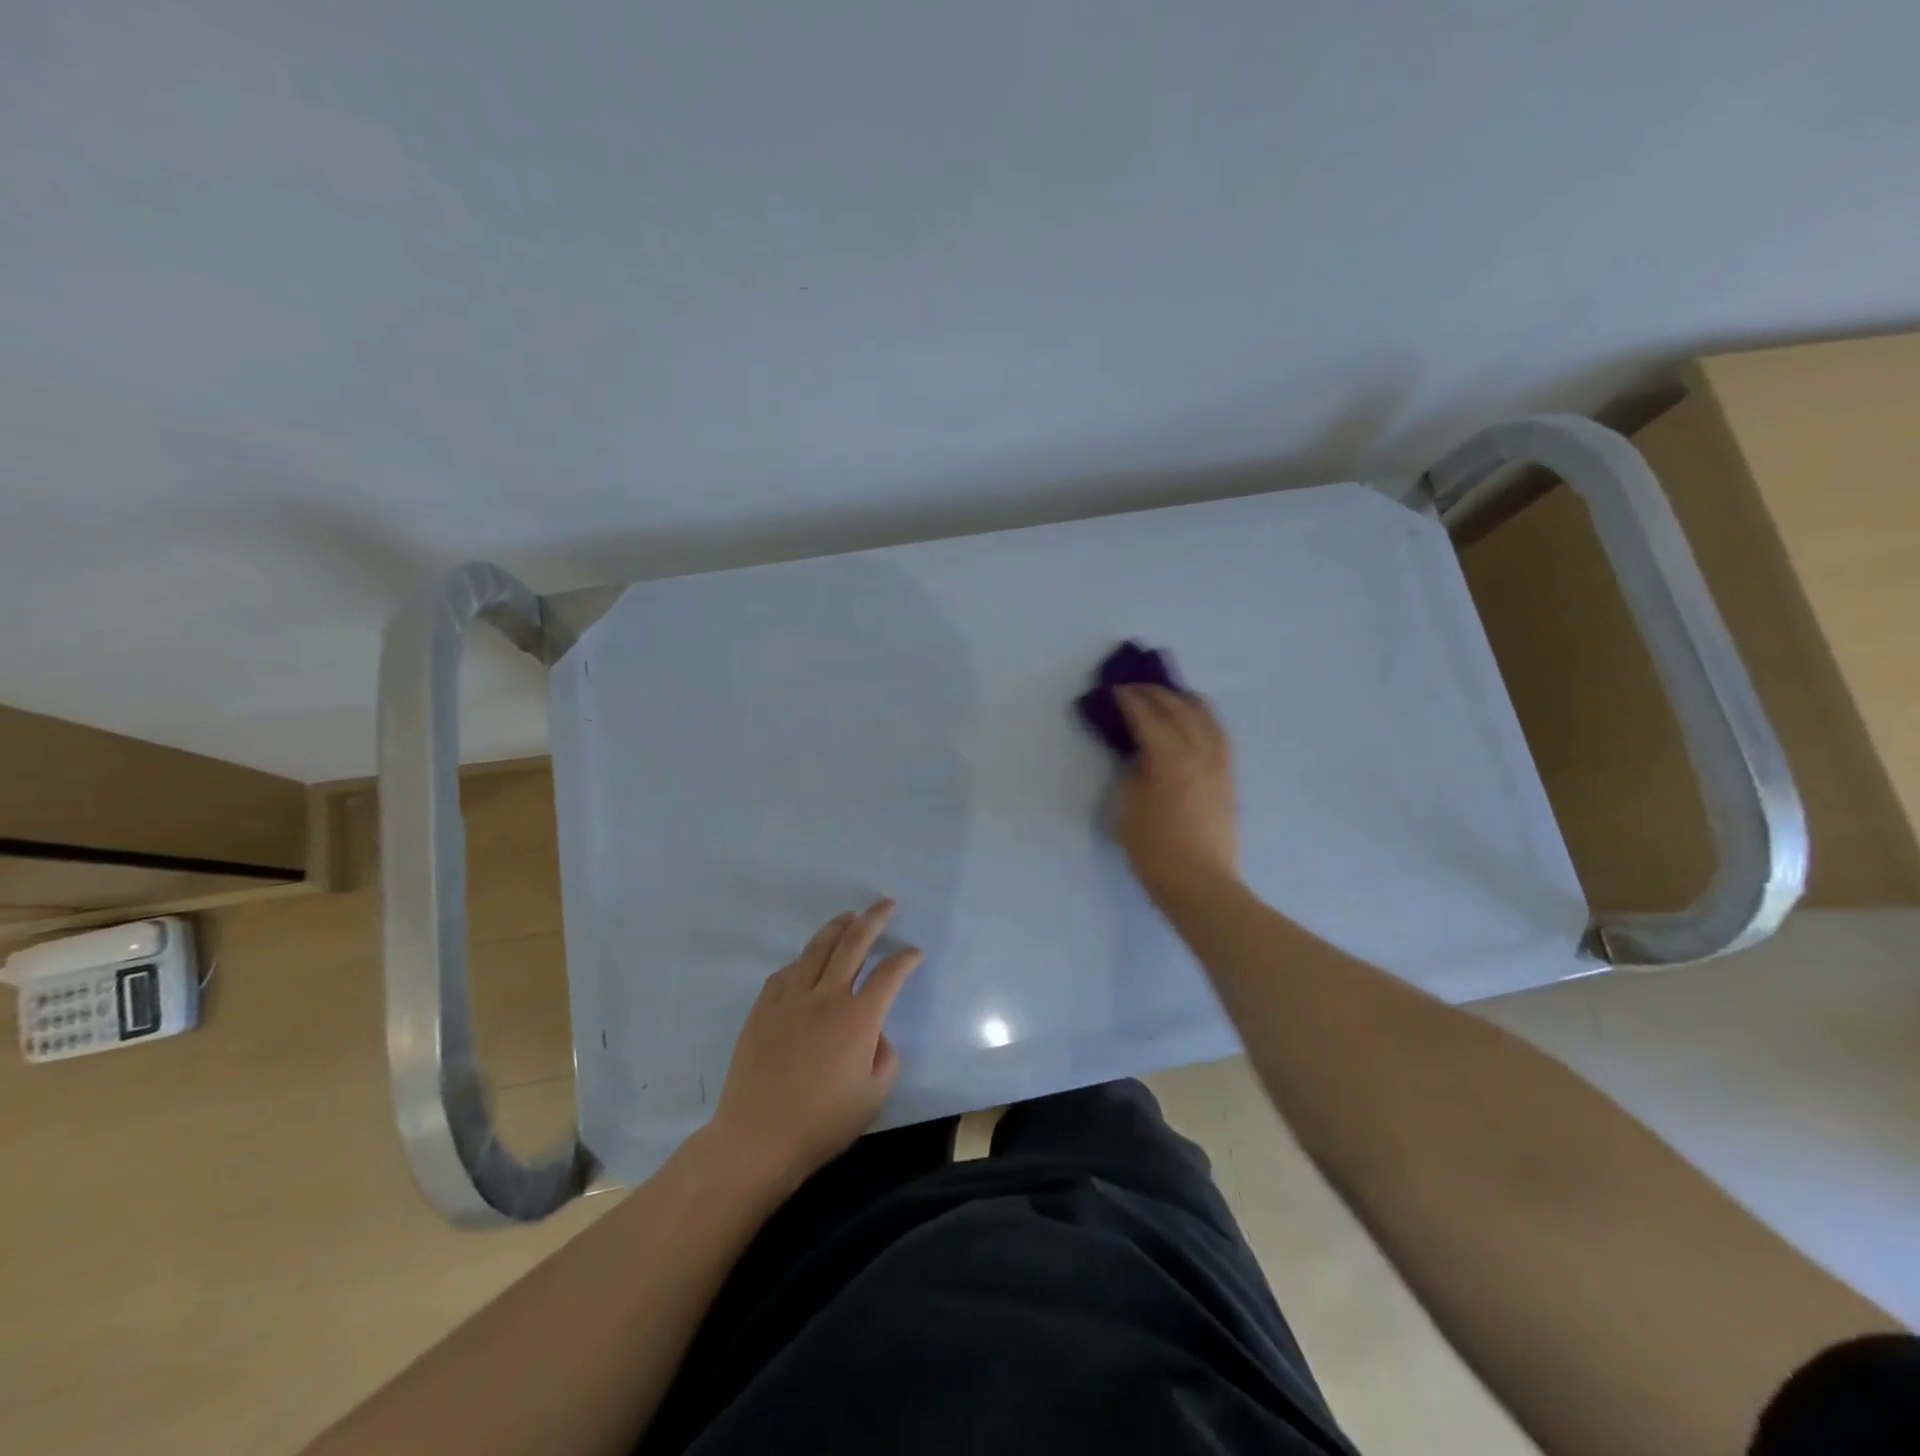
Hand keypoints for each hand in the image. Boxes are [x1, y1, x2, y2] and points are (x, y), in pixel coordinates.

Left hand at [706, 900, 921, 1193]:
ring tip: (850, 916)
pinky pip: (788, 971)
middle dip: (874, 919)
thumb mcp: (874, 1097)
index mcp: (858, 1019)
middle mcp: (826, 997)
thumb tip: (876, 1033)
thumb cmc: (822, 1123)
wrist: (757, 1138)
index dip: (906, 959)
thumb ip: (886, 1057)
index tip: (914, 952)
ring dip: (838, 927)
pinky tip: (809, 959)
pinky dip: (805, 958)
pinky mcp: (764, 1007)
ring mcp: (791, 998)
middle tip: (886, 904)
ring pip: (817, 948)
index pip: (889, 975)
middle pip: (853, 944)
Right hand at [1113, 685, 1240, 902]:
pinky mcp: (1228, 775)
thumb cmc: (1154, 849)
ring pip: (1205, 715)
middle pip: (1178, 708)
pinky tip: (1192, 719)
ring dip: (1182, 699)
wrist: (1200, 883)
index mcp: (1170, 758)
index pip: (1147, 716)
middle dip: (1154, 692)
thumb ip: (1134, 771)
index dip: (1129, 700)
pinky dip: (1202, 716)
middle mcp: (1199, 751)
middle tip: (1132, 687)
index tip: (1114, 689)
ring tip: (1165, 694)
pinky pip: (1217, 732)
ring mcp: (1219, 762)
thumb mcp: (1128, 807)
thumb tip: (1140, 752)